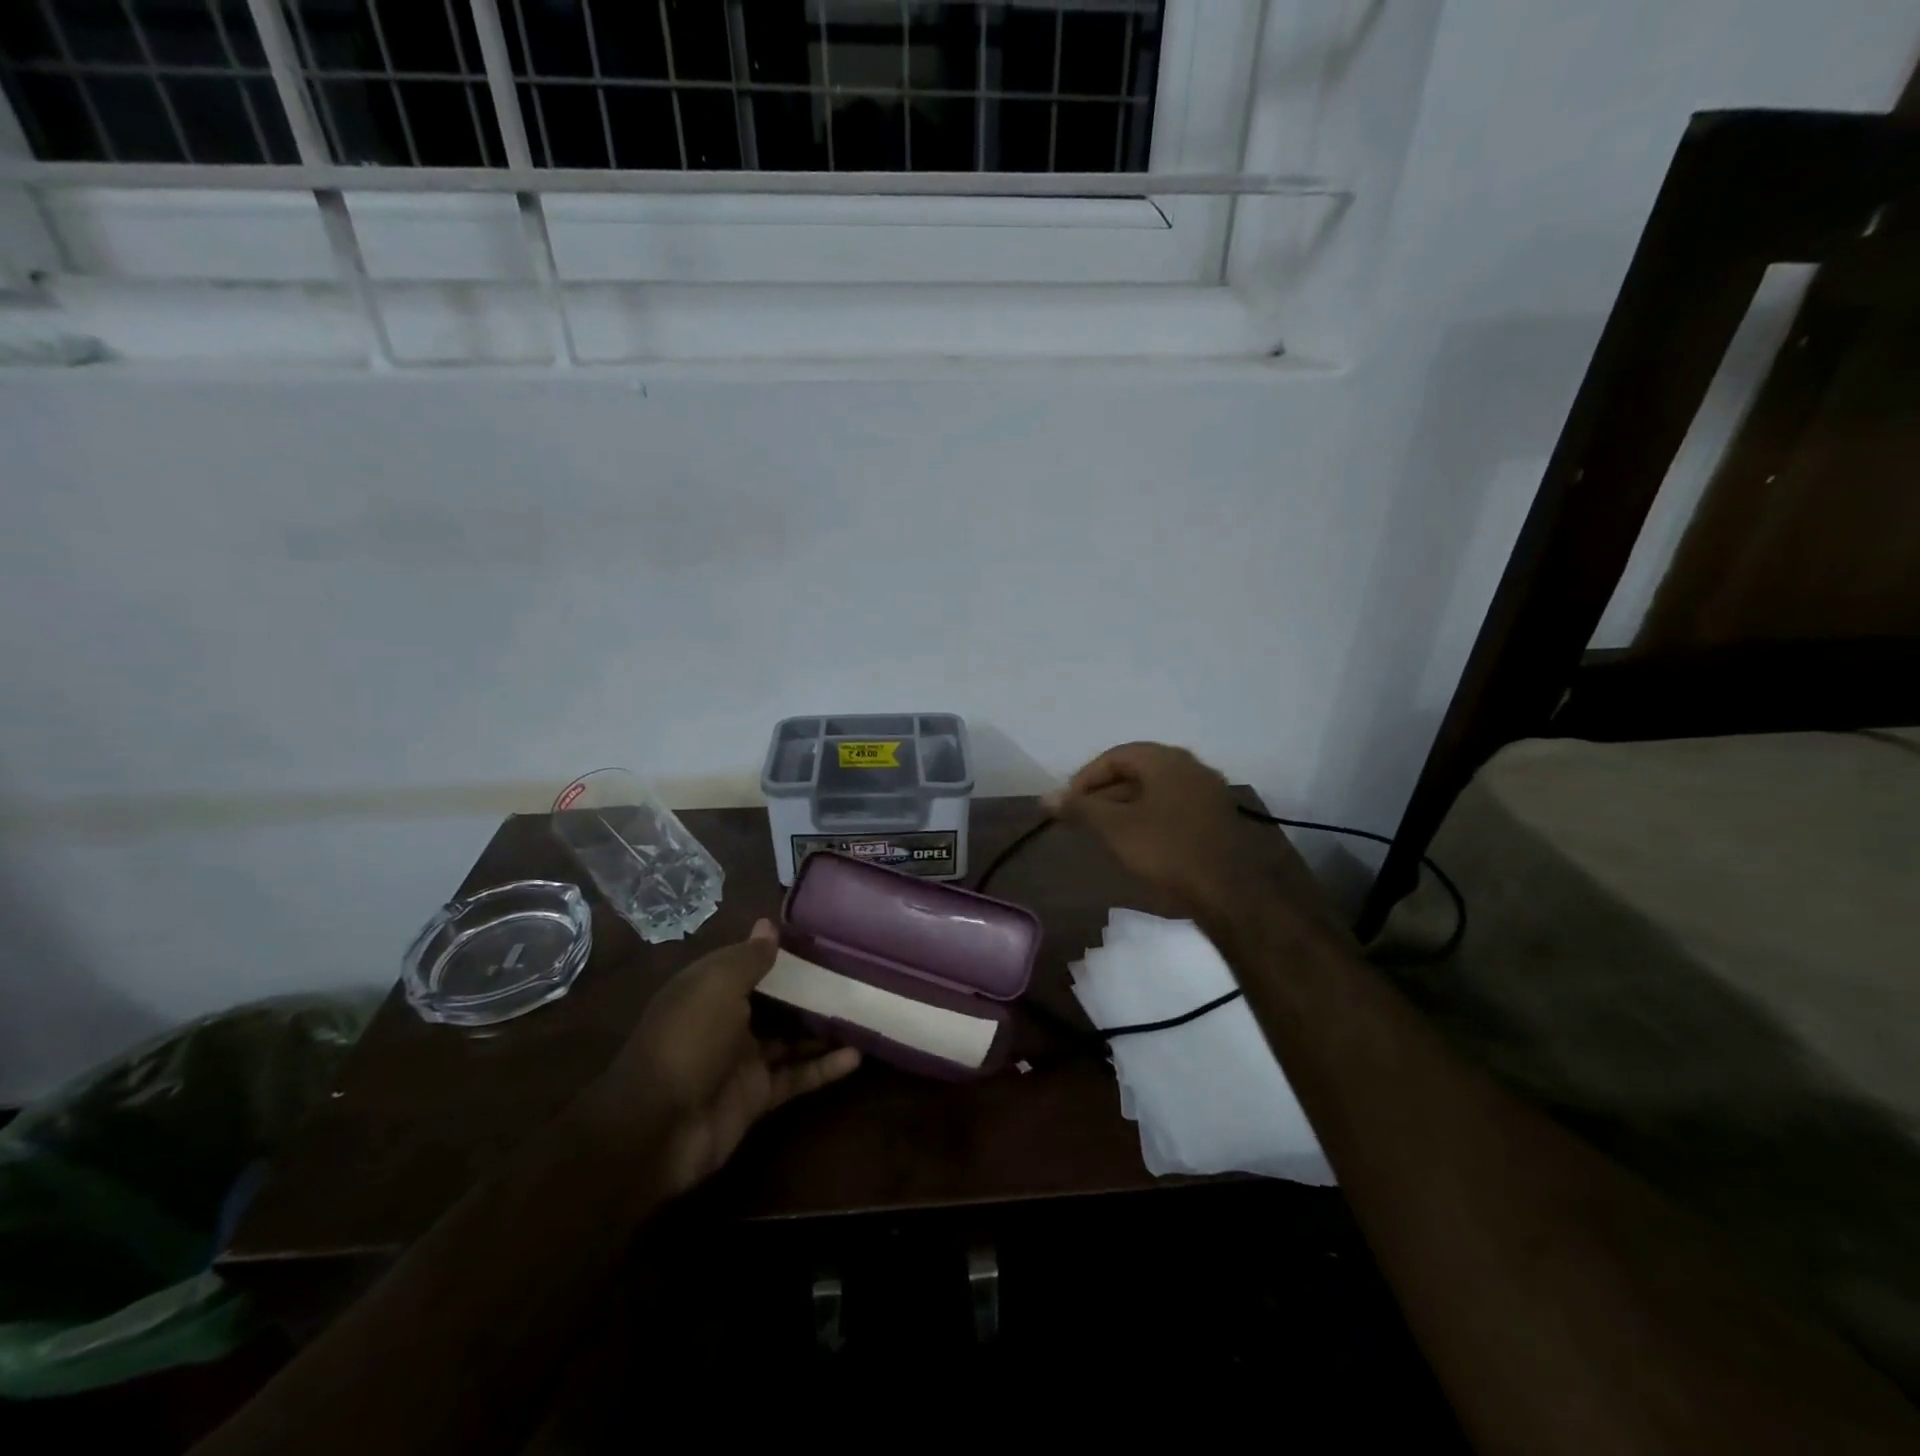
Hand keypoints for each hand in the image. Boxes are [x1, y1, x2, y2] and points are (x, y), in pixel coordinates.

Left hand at [586, 920, 860, 1197]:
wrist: (657, 1128)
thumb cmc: (688, 1040)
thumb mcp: (717, 986)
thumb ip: (748, 958)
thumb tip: (768, 925)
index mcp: (709, 989)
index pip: (748, 963)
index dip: (780, 952)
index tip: (821, 939)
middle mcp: (726, 1021)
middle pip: (774, 1000)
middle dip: (808, 989)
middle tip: (853, 973)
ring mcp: (742, 1061)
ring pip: (790, 1038)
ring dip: (822, 1028)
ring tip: (864, 1011)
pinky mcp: (757, 1096)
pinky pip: (797, 1076)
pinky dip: (824, 1068)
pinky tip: (857, 1056)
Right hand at [1048, 742, 1329, 933]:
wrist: (1228, 892)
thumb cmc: (1166, 851)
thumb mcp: (1114, 828)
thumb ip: (1079, 808)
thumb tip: (1045, 797)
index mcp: (1166, 760)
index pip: (1116, 756)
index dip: (1086, 777)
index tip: (1068, 804)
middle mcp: (1191, 766)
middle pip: (1137, 770)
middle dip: (1104, 792)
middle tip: (1082, 817)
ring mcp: (1208, 792)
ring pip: (1155, 790)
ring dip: (1125, 805)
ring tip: (1103, 831)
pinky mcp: (1216, 817)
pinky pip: (1173, 806)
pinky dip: (1149, 815)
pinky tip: (1137, 840)